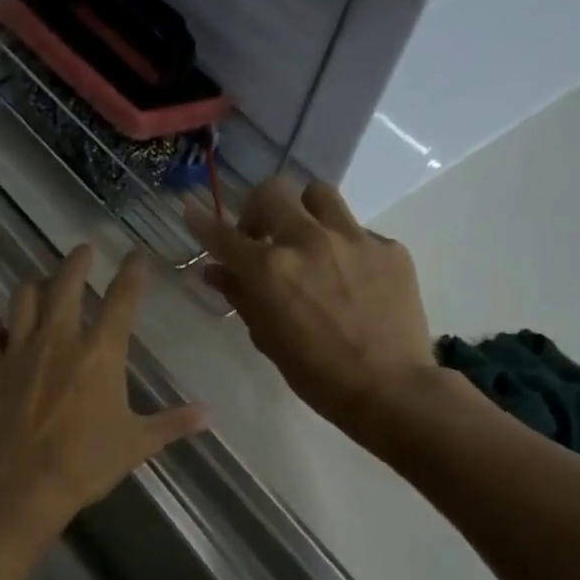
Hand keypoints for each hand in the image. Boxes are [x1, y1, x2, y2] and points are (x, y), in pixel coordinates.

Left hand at [0, 245, 208, 538]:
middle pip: (66, 283)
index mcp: (100, 352)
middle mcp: (58, 338)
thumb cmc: (84, 464)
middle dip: (77, 261)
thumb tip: (211, 413)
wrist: (20, 484)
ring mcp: (18, 348)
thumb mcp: (137, 444)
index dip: (133, 273)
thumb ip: (173, 423)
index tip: (137, 256)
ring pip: (23, 297)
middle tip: (83, 250)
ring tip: (40, 282)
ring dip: (34, 285)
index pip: (122, 299)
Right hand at [185, 179, 448, 441]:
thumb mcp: (266, 337)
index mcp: (269, 269)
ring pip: (318, 194)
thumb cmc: (314, 373)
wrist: (388, 387)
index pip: (224, 235)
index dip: (202, 222)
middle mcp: (307, 241)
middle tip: (262, 237)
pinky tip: (349, 277)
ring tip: (307, 240)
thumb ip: (240, 296)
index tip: (191, 210)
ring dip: (303, 211)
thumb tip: (216, 271)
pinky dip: (343, 246)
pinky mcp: (388, 247)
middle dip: (258, 210)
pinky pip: (357, 230)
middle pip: (272, 192)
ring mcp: (352, 238)